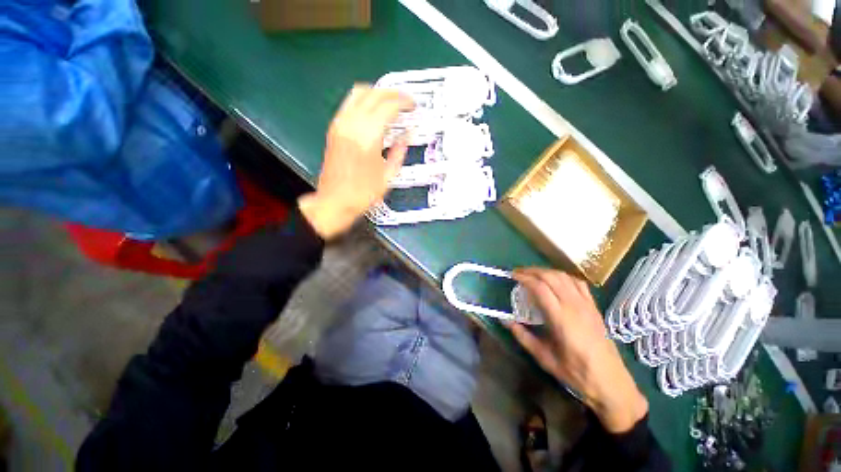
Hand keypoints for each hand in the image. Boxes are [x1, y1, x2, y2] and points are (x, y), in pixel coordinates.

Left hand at [299, 85, 413, 239]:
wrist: (335, 201)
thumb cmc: (363, 193)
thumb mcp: (388, 176)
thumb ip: (399, 152)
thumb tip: (408, 135)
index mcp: (368, 137)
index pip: (388, 106)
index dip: (404, 102)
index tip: (413, 105)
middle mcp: (352, 124)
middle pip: (374, 94)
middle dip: (392, 93)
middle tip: (405, 101)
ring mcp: (340, 124)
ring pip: (359, 93)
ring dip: (377, 93)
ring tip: (390, 102)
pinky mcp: (334, 128)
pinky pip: (349, 103)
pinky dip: (364, 100)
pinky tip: (373, 111)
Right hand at [509, 268, 647, 433]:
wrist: (610, 382)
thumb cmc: (575, 372)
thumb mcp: (544, 357)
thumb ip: (523, 336)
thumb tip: (505, 320)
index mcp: (561, 318)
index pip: (540, 287)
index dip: (524, 278)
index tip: (512, 276)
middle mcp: (574, 306)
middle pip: (551, 277)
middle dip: (532, 271)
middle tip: (518, 273)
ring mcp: (586, 304)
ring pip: (564, 276)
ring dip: (546, 271)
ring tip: (533, 274)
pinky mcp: (594, 307)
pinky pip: (578, 283)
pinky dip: (563, 276)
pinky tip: (556, 280)